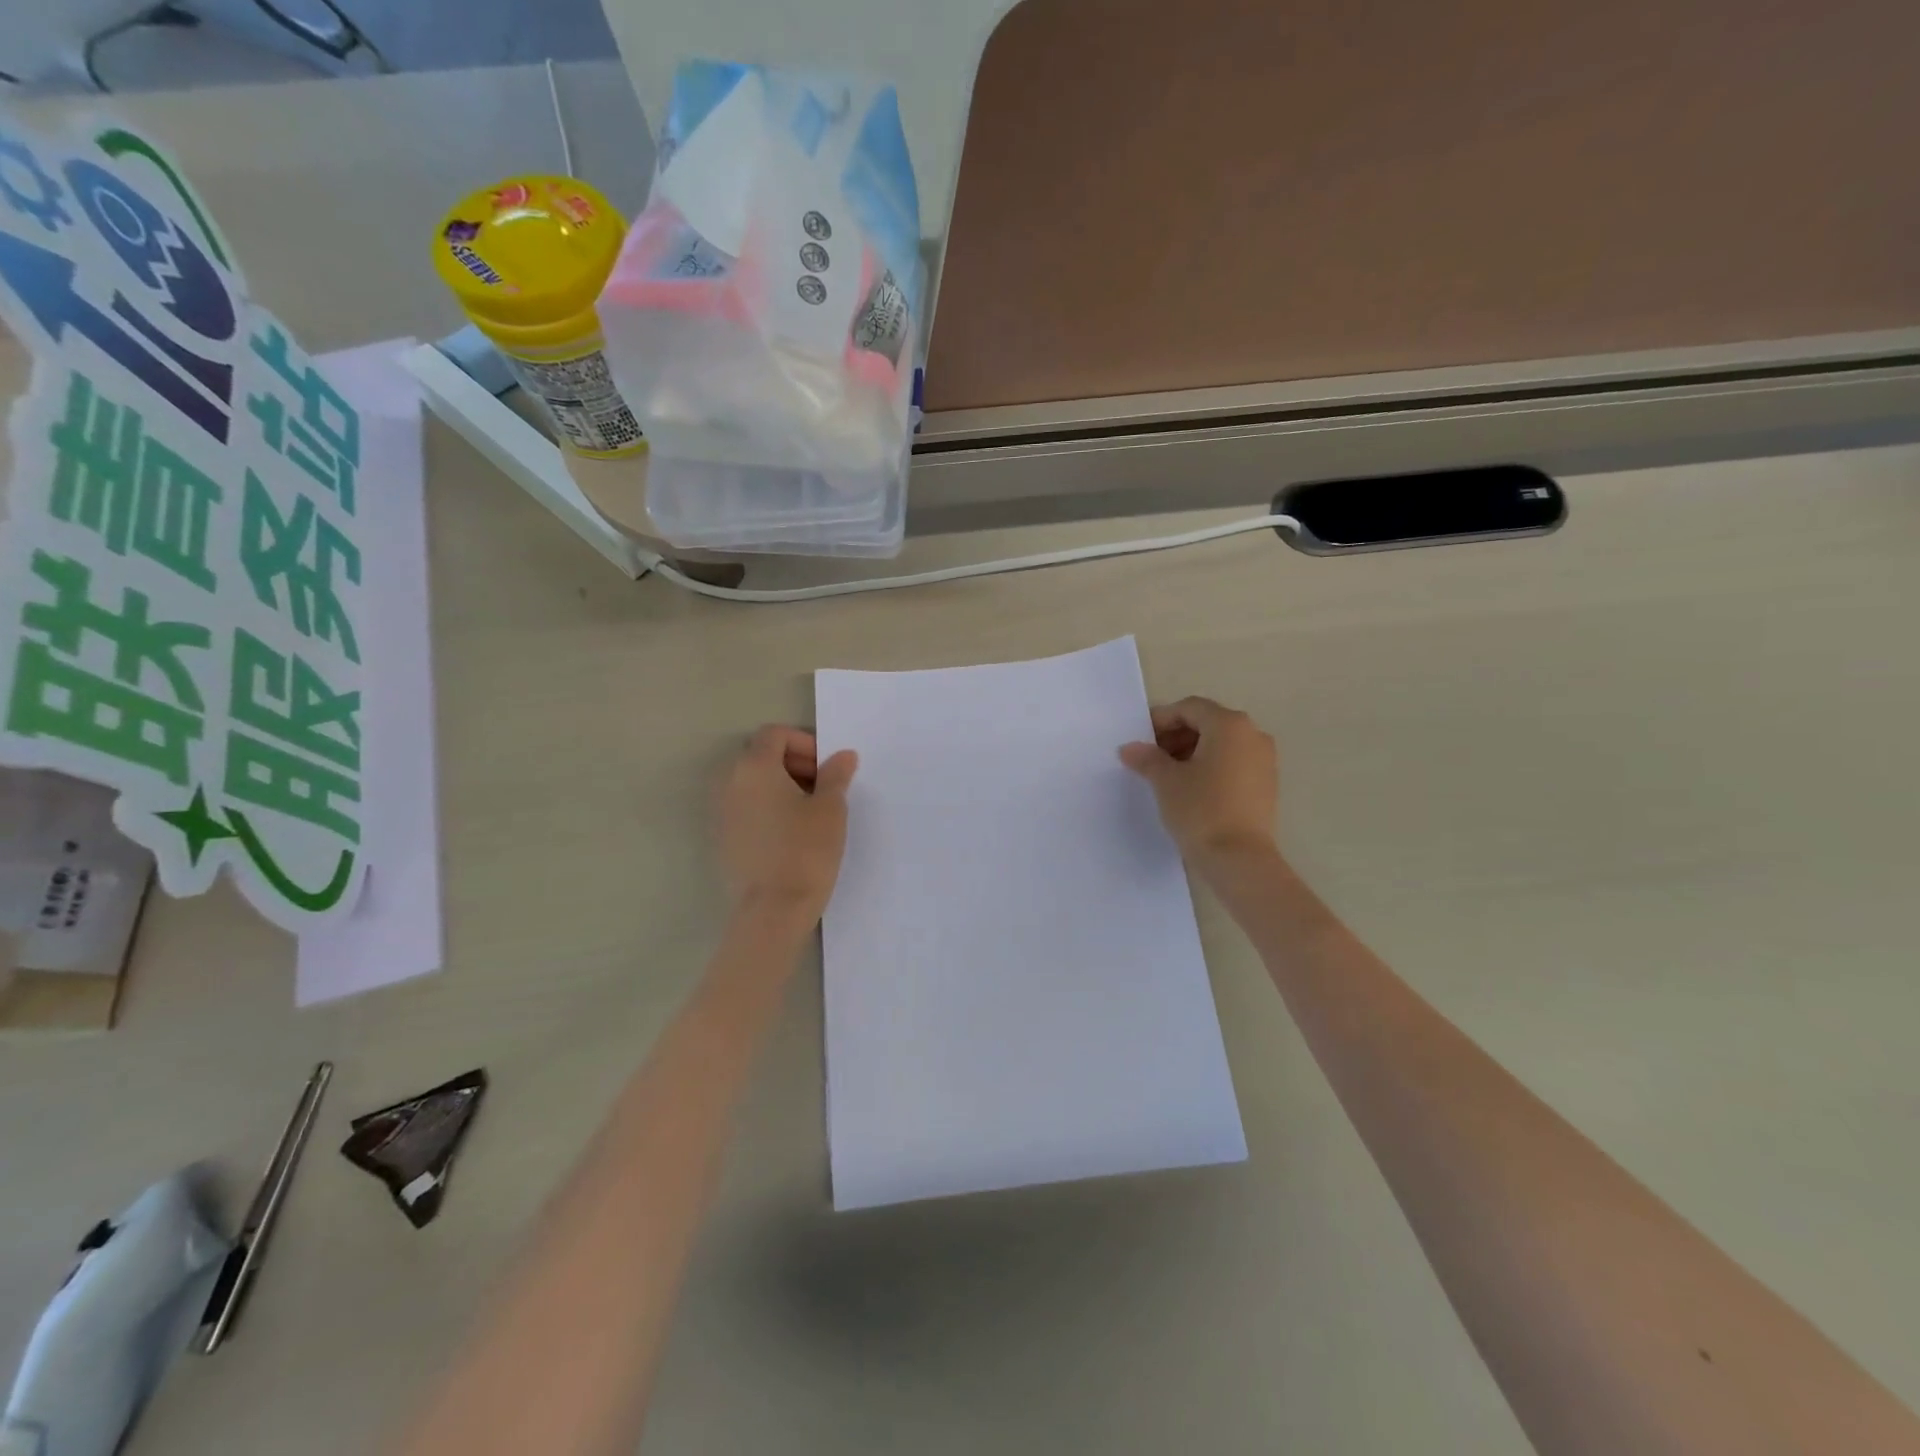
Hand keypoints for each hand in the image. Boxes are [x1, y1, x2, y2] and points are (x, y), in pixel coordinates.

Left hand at [716, 726, 858, 923]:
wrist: (773, 909)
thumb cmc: (806, 850)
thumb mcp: (831, 809)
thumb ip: (836, 775)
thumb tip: (843, 756)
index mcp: (755, 767)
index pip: (775, 734)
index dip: (804, 743)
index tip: (827, 768)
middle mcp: (730, 782)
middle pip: (761, 755)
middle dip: (794, 763)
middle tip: (823, 788)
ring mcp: (722, 811)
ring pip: (752, 782)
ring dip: (781, 786)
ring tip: (810, 811)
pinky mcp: (723, 836)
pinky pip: (746, 806)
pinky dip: (767, 807)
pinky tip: (791, 833)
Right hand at [1119, 697, 1278, 865]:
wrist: (1239, 858)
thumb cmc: (1200, 809)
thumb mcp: (1165, 781)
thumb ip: (1147, 758)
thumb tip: (1130, 748)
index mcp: (1229, 725)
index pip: (1189, 708)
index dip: (1161, 720)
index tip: (1141, 740)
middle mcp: (1252, 734)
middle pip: (1208, 722)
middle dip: (1176, 735)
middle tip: (1151, 757)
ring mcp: (1264, 759)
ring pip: (1222, 744)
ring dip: (1193, 751)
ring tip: (1168, 775)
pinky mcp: (1267, 783)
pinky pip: (1234, 762)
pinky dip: (1211, 766)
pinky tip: (1192, 788)